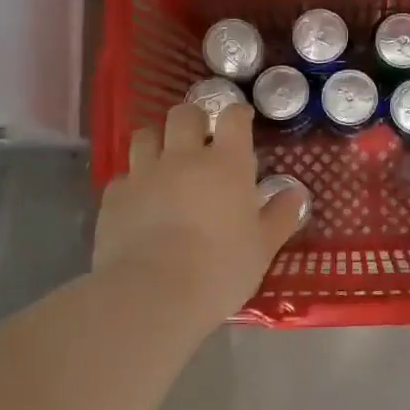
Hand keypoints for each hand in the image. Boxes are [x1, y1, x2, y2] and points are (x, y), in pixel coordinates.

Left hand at [93, 102, 306, 328]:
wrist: (154, 295)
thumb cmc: (221, 270)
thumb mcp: (263, 248)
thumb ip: (280, 216)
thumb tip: (296, 194)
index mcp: (226, 164)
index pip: (233, 118)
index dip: (237, 115)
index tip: (241, 122)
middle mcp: (183, 157)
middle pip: (184, 114)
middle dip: (193, 120)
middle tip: (200, 140)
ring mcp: (144, 173)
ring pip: (146, 135)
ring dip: (158, 141)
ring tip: (164, 161)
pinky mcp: (113, 196)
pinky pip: (123, 176)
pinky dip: (133, 182)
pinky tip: (139, 202)